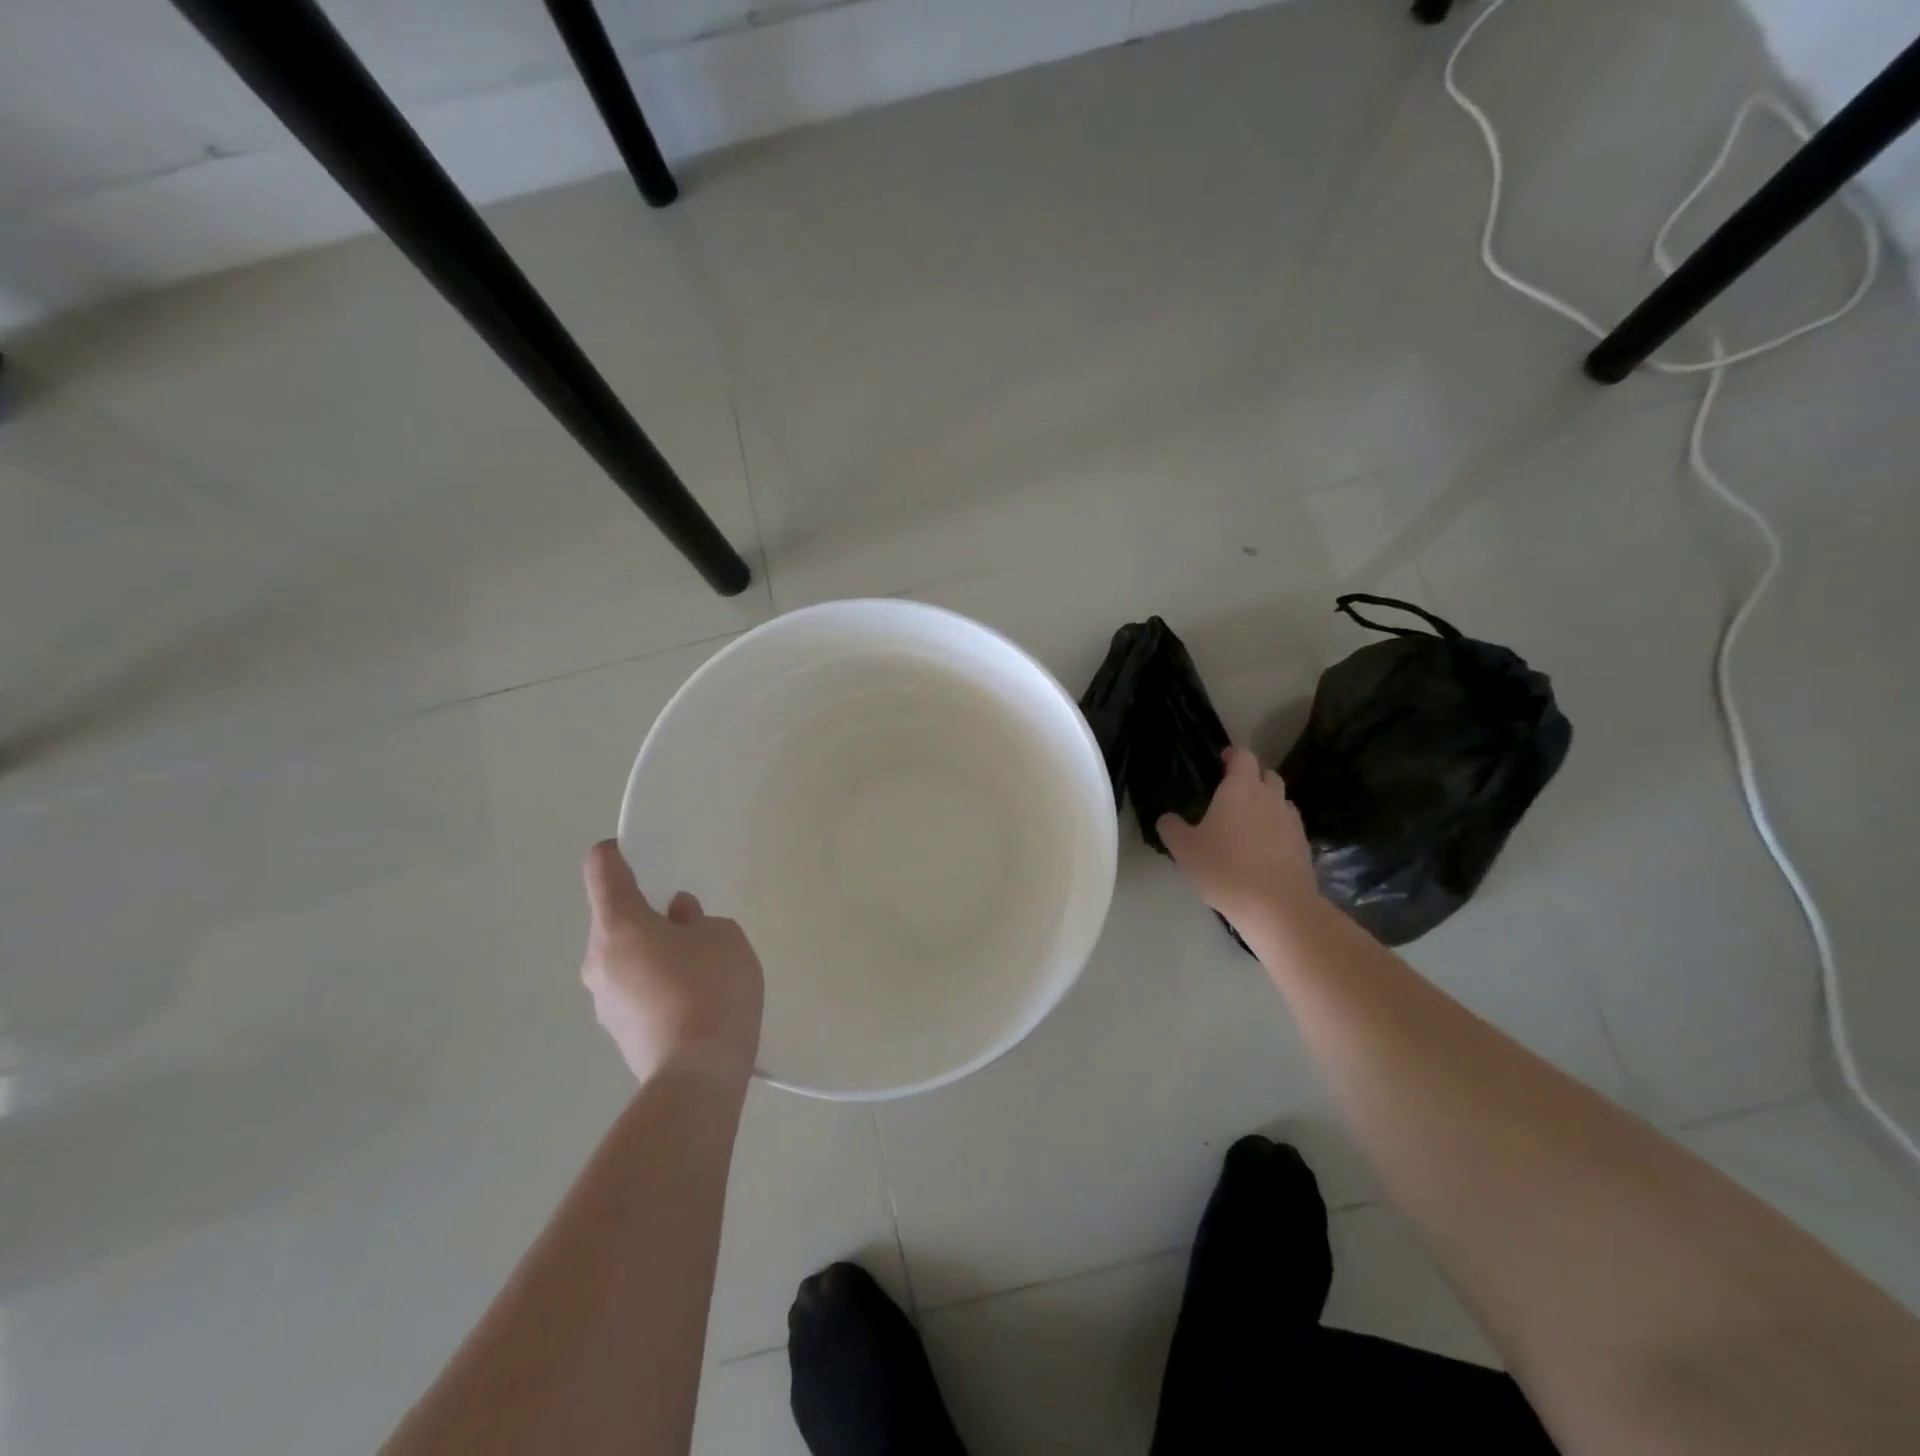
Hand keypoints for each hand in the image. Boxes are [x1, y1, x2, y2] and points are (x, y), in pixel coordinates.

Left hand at [580, 840, 764, 1086]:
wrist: (698, 1075)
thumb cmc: (711, 989)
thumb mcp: (722, 937)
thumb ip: (696, 919)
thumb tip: (676, 919)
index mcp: (618, 925)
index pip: (601, 868)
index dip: (617, 852)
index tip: (643, 853)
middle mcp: (597, 959)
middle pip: (614, 918)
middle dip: (647, 913)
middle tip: (691, 923)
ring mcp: (603, 1000)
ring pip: (624, 957)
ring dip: (652, 952)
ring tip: (698, 968)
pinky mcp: (617, 1032)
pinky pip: (634, 990)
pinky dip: (655, 984)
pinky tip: (692, 1000)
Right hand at [1157, 747, 1318, 926]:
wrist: (1276, 906)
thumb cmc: (1224, 868)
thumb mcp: (1185, 850)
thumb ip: (1172, 829)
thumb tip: (1167, 818)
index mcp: (1240, 788)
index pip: (1243, 756)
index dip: (1233, 754)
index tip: (1221, 760)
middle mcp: (1269, 797)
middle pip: (1266, 774)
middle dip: (1252, 776)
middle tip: (1233, 791)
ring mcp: (1291, 820)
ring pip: (1281, 799)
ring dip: (1267, 801)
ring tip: (1249, 819)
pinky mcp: (1303, 844)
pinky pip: (1289, 825)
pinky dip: (1277, 827)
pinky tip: (1265, 846)